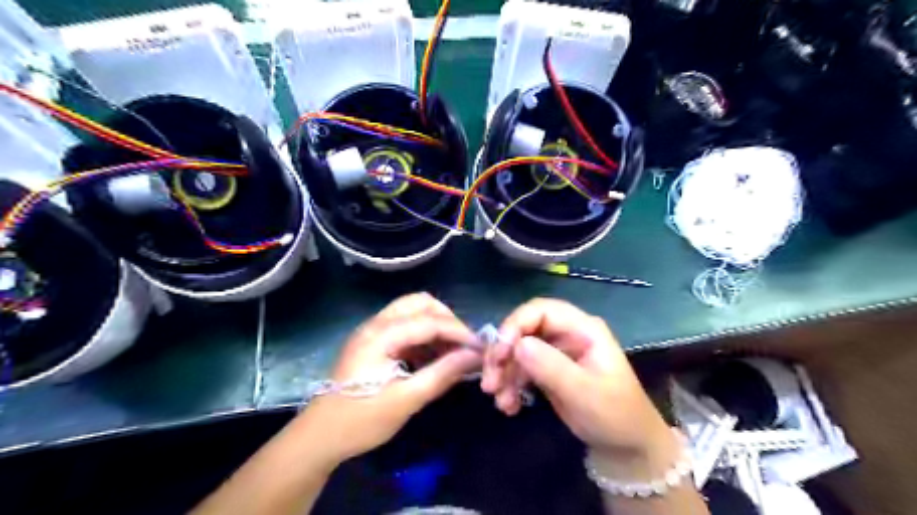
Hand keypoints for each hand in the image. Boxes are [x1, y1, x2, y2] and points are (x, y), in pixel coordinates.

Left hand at [296, 294, 482, 465]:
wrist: (319, 437)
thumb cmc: (361, 420)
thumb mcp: (406, 400)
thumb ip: (442, 374)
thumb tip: (475, 356)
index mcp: (381, 335)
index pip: (429, 321)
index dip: (459, 332)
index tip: (481, 348)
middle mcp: (376, 324)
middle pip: (420, 303)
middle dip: (447, 320)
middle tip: (464, 345)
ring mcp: (373, 331)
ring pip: (412, 312)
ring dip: (435, 326)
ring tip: (452, 352)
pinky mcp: (373, 342)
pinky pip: (404, 327)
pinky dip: (423, 336)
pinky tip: (433, 358)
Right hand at [482, 298, 675, 465]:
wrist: (625, 446)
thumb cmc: (614, 414)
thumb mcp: (584, 392)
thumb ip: (551, 367)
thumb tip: (517, 344)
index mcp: (582, 328)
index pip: (541, 310)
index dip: (515, 325)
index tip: (499, 353)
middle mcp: (566, 333)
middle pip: (524, 329)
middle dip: (503, 353)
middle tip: (489, 381)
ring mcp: (556, 351)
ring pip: (518, 350)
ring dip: (504, 373)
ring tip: (499, 400)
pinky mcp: (548, 369)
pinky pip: (521, 368)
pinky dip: (511, 385)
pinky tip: (509, 406)